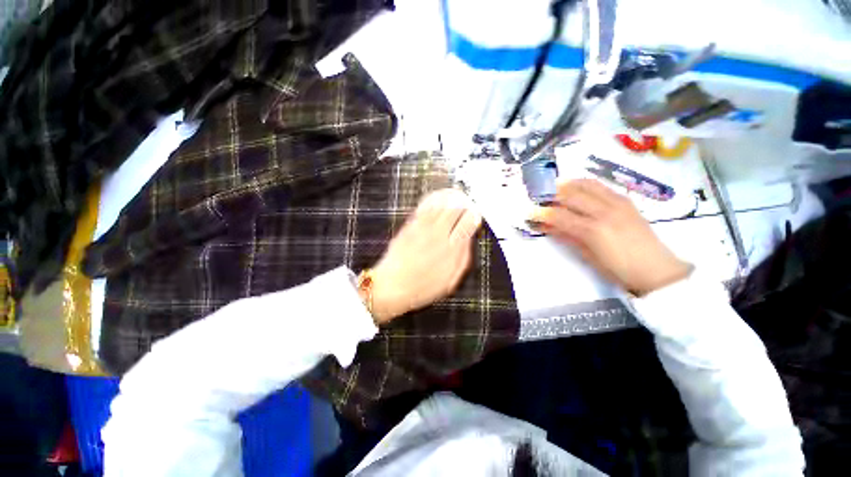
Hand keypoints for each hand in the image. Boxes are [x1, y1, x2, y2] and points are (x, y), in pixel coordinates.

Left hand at [366, 189, 481, 323]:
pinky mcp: (410, 225)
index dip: (474, 214)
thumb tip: (468, 239)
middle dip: (464, 201)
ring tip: (456, 193)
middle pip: (456, 208)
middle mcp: (439, 236)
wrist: (392, 286)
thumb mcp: (450, 281)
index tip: (476, 213)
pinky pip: (425, 205)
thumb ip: (462, 258)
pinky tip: (438, 195)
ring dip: (451, 195)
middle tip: (467, 200)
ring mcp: (424, 228)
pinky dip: (435, 197)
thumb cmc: (421, 287)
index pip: (468, 223)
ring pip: (441, 203)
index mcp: (452, 251)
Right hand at [529, 179, 690, 295]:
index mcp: (593, 230)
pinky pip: (601, 186)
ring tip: (556, 188)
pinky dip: (584, 185)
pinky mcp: (626, 201)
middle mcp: (604, 211)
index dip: (541, 213)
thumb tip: (547, 227)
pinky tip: (577, 189)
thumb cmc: (618, 269)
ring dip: (568, 185)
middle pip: (571, 195)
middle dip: (552, 195)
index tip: (530, 212)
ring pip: (587, 185)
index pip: (559, 215)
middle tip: (540, 198)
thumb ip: (567, 237)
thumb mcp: (587, 256)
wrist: (656, 269)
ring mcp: (617, 203)